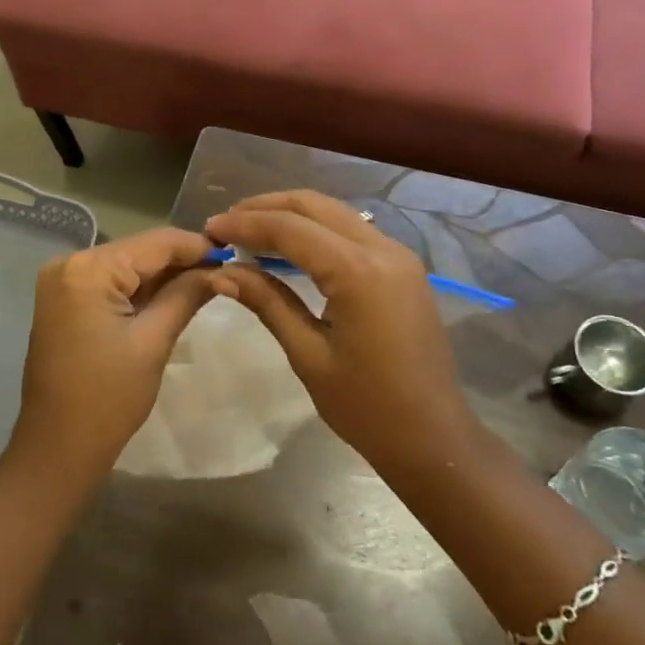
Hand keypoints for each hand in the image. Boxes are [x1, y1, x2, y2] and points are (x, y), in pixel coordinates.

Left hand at [7, 227, 218, 487]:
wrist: (57, 448)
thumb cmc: (108, 399)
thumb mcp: (153, 342)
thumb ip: (186, 296)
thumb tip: (221, 271)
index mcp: (88, 269)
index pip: (154, 243)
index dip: (196, 246)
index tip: (234, 252)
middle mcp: (69, 263)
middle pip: (138, 251)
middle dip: (181, 261)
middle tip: (226, 270)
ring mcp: (62, 281)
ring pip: (126, 266)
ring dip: (163, 275)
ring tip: (208, 281)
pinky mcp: (64, 299)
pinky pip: (110, 283)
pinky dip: (140, 289)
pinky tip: (173, 295)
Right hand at [205, 191, 477, 480]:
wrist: (434, 438)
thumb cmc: (367, 408)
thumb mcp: (308, 355)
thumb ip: (267, 302)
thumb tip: (222, 272)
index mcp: (358, 272)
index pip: (290, 228)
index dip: (245, 224)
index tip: (210, 230)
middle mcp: (383, 249)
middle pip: (314, 205)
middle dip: (266, 208)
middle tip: (227, 224)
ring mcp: (398, 255)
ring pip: (334, 212)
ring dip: (290, 215)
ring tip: (249, 232)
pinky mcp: (403, 267)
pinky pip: (351, 231)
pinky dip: (315, 229)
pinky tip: (288, 247)